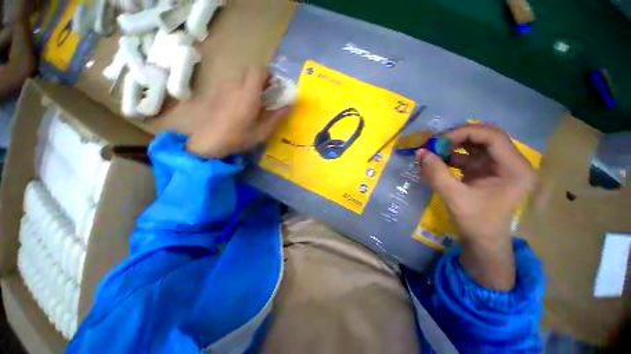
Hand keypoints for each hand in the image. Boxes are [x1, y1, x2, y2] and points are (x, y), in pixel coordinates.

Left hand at [186, 67, 291, 158]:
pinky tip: (240, 106)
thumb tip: (291, 105)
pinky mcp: (215, 93)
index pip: (258, 70)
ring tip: (255, 102)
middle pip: (249, 73)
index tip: (275, 85)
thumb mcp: (262, 132)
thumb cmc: (237, 138)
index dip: (269, 74)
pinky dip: (240, 90)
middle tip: (267, 94)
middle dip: (261, 80)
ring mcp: (223, 88)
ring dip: (250, 85)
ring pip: (240, 79)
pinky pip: (232, 85)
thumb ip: (277, 117)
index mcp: (248, 94)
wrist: (207, 142)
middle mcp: (235, 86)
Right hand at [417, 125, 535, 289]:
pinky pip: (469, 156)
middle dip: (458, 137)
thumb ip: (436, 173)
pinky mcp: (486, 171)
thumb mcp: (454, 196)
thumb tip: (420, 152)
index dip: (464, 133)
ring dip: (453, 145)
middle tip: (435, 143)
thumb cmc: (475, 221)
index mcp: (515, 169)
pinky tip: (438, 161)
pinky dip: (452, 156)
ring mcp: (498, 166)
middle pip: (485, 137)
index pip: (492, 136)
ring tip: (433, 151)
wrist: (482, 240)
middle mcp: (511, 163)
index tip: (439, 140)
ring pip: (476, 145)